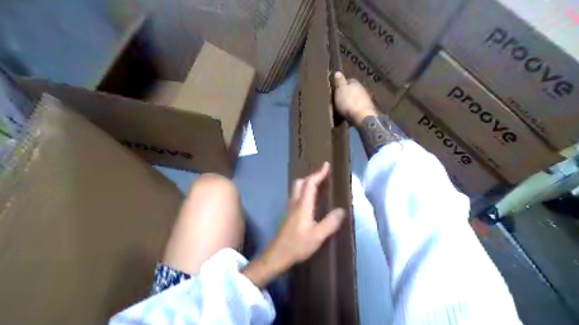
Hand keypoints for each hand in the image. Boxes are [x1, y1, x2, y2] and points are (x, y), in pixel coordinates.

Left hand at [242, 163, 345, 285]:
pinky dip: (304, 192)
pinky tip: (311, 201)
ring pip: (297, 189)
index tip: (326, 165)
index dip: (318, 173)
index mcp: (303, 205)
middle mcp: (295, 203)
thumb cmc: (297, 245)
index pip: (310, 184)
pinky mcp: (289, 216)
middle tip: (323, 175)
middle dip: (311, 176)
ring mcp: (290, 209)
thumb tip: (341, 210)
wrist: (277, 255)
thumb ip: (330, 223)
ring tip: (318, 185)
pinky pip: (297, 197)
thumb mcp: (317, 236)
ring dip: (307, 183)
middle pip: (300, 183)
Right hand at [332, 71, 377, 123]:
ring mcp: (366, 99)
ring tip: (345, 107)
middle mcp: (362, 89)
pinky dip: (355, 108)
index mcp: (355, 82)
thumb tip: (338, 72)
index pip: (348, 80)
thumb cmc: (349, 102)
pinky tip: (351, 112)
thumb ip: (339, 81)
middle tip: (340, 99)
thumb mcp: (340, 90)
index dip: (342, 85)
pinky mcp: (368, 109)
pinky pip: (359, 106)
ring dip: (352, 101)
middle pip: (353, 89)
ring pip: (357, 98)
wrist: (362, 117)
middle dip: (348, 93)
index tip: (337, 90)